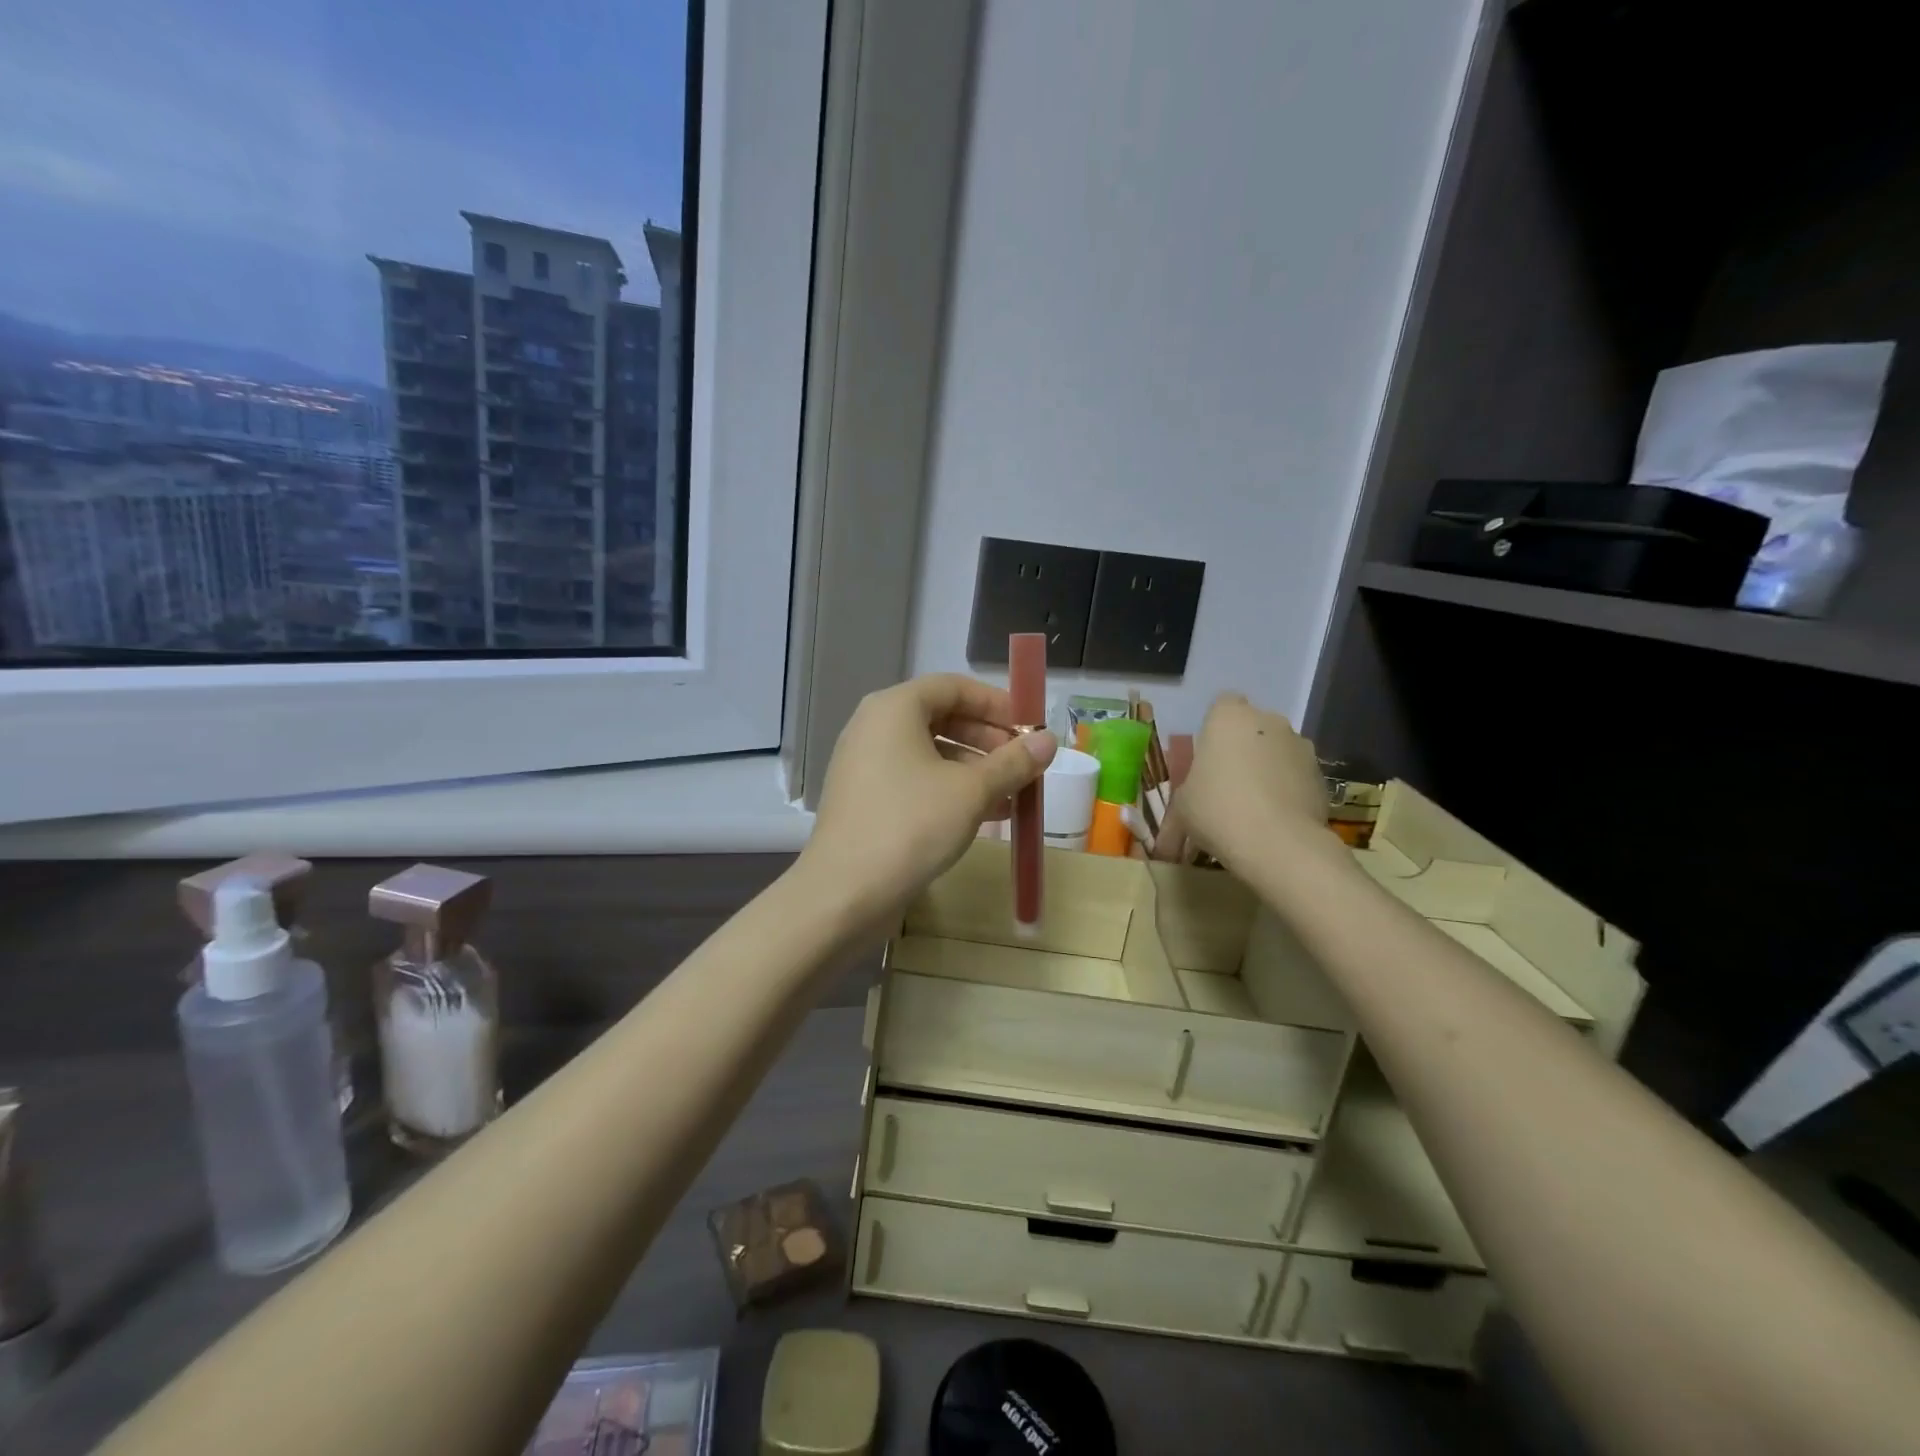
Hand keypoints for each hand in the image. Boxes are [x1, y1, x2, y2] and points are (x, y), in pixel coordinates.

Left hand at [801, 674, 1056, 920]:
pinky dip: (950, 790)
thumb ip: (1013, 762)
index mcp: (894, 708)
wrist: (844, 893)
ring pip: (931, 754)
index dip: (996, 704)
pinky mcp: (866, 799)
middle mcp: (874, 727)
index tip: (1029, 727)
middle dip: (989, 740)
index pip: (953, 686)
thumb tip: (1048, 740)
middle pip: (942, 718)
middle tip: (1024, 763)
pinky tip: (986, 816)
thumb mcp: (971, 791)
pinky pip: (916, 780)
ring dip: (975, 770)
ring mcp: (865, 765)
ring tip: (1014, 795)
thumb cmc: (910, 826)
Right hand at [1158, 693, 1326, 872]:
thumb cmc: (1217, 810)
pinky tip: (1276, 821)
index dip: (1215, 729)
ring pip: (1278, 751)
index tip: (1208, 757)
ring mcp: (1301, 746)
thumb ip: (1180, 807)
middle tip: (1226, 785)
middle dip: (1243, 750)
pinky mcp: (1322, 775)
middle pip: (1253, 728)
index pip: (1222, 705)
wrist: (1278, 843)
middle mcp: (1269, 721)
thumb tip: (1165, 845)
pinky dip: (1288, 791)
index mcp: (1229, 718)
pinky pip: (1297, 777)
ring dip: (1267, 770)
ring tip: (1254, 809)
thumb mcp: (1182, 809)